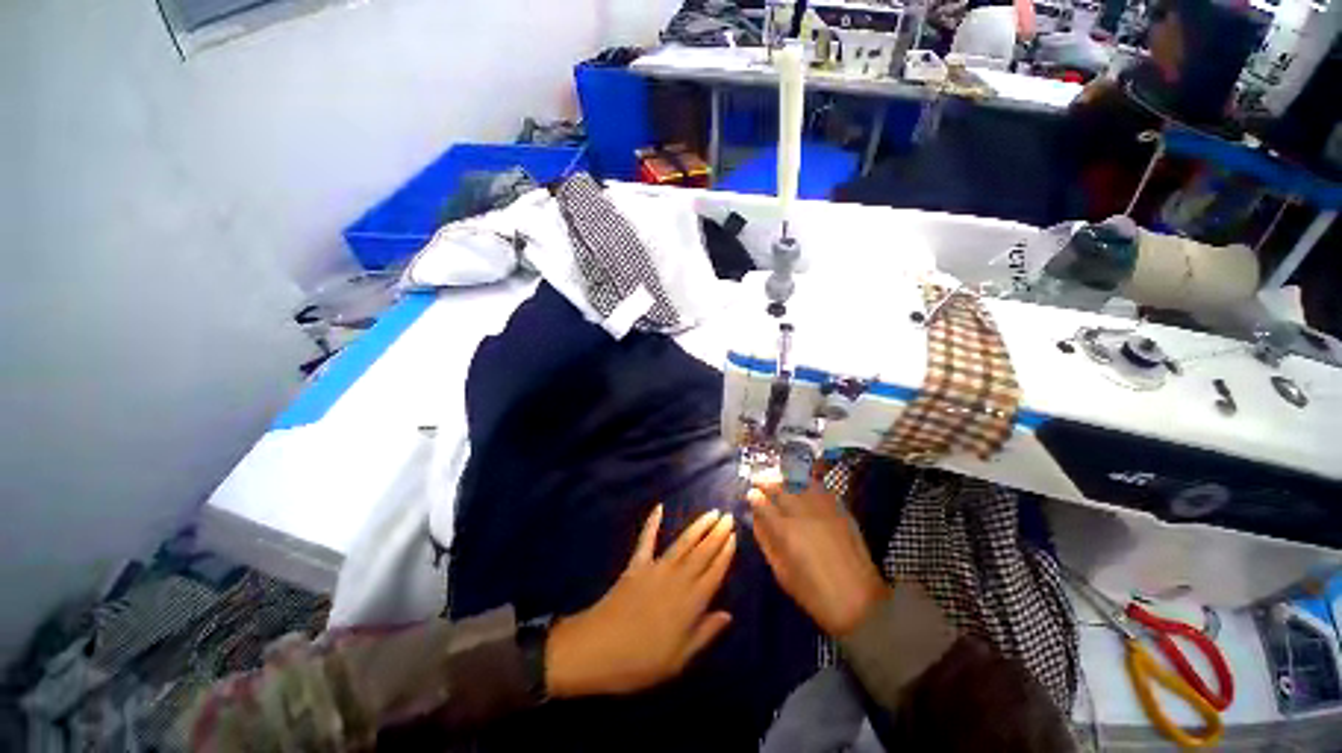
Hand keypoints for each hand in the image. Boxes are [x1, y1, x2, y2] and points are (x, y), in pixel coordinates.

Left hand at [545, 506, 735, 697]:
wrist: (598, 649)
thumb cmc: (640, 662)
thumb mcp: (679, 659)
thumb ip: (705, 634)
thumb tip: (728, 615)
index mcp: (691, 603)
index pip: (715, 572)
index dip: (726, 553)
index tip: (735, 536)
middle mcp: (678, 579)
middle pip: (703, 552)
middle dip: (717, 533)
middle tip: (728, 516)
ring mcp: (656, 568)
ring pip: (683, 543)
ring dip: (698, 526)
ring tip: (711, 513)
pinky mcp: (636, 564)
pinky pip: (647, 540)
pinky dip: (653, 522)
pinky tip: (659, 507)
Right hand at [748, 470, 888, 636]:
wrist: (859, 602)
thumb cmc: (814, 594)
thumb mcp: (782, 572)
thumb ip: (766, 542)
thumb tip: (755, 519)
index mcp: (785, 531)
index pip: (763, 503)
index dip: (754, 496)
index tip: (749, 493)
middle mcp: (803, 513)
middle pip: (780, 488)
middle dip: (767, 482)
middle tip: (759, 480)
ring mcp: (824, 509)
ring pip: (800, 483)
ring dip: (786, 479)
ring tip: (779, 479)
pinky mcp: (840, 511)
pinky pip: (820, 489)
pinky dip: (808, 484)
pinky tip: (803, 485)